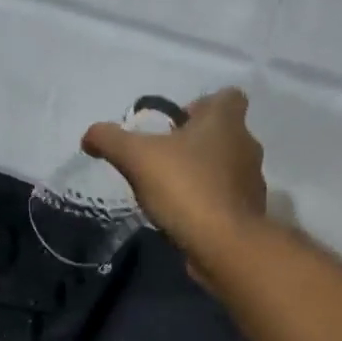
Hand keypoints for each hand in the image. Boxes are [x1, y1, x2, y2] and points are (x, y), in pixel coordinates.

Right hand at [82, 87, 268, 273]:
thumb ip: (110, 140)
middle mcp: (246, 144)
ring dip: (204, 173)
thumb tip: (90, 135)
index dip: (202, 105)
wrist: (224, 244)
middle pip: (224, 133)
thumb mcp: (136, 158)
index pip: (228, 96)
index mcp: (225, 121)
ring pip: (227, 167)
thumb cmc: (185, 187)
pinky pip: (227, 198)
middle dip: (197, 143)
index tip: (176, 126)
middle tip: (165, 159)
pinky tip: (186, 216)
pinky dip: (210, 202)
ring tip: (173, 191)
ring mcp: (251, 181)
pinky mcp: (249, 212)